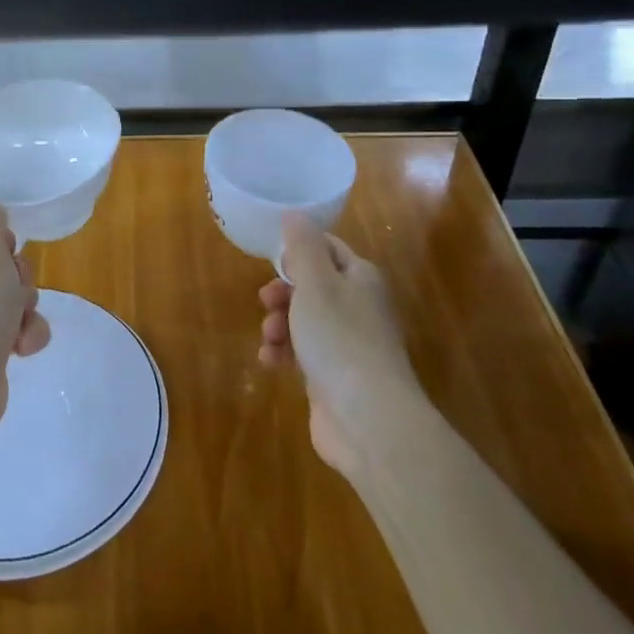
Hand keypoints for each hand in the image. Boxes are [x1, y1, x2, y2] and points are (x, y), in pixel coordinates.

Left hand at [0, 204, 50, 432]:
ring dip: (27, 308)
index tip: (8, 251)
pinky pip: (16, 327)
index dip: (2, 237)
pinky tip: (21, 347)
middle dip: (20, 276)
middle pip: (2, 261)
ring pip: (14, 295)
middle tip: (14, 289)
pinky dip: (25, 334)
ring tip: (19, 324)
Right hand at [258, 212, 424, 477]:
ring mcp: (347, 344)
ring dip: (279, 325)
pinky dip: (284, 354)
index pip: (327, 248)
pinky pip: (303, 353)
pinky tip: (270, 363)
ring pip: (304, 321)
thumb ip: (302, 246)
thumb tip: (294, 214)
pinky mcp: (334, 376)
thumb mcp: (315, 283)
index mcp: (360, 277)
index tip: (272, 262)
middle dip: (282, 292)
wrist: (368, 419)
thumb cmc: (339, 339)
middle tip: (266, 301)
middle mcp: (358, 306)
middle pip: (311, 286)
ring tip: (270, 339)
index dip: (297, 252)